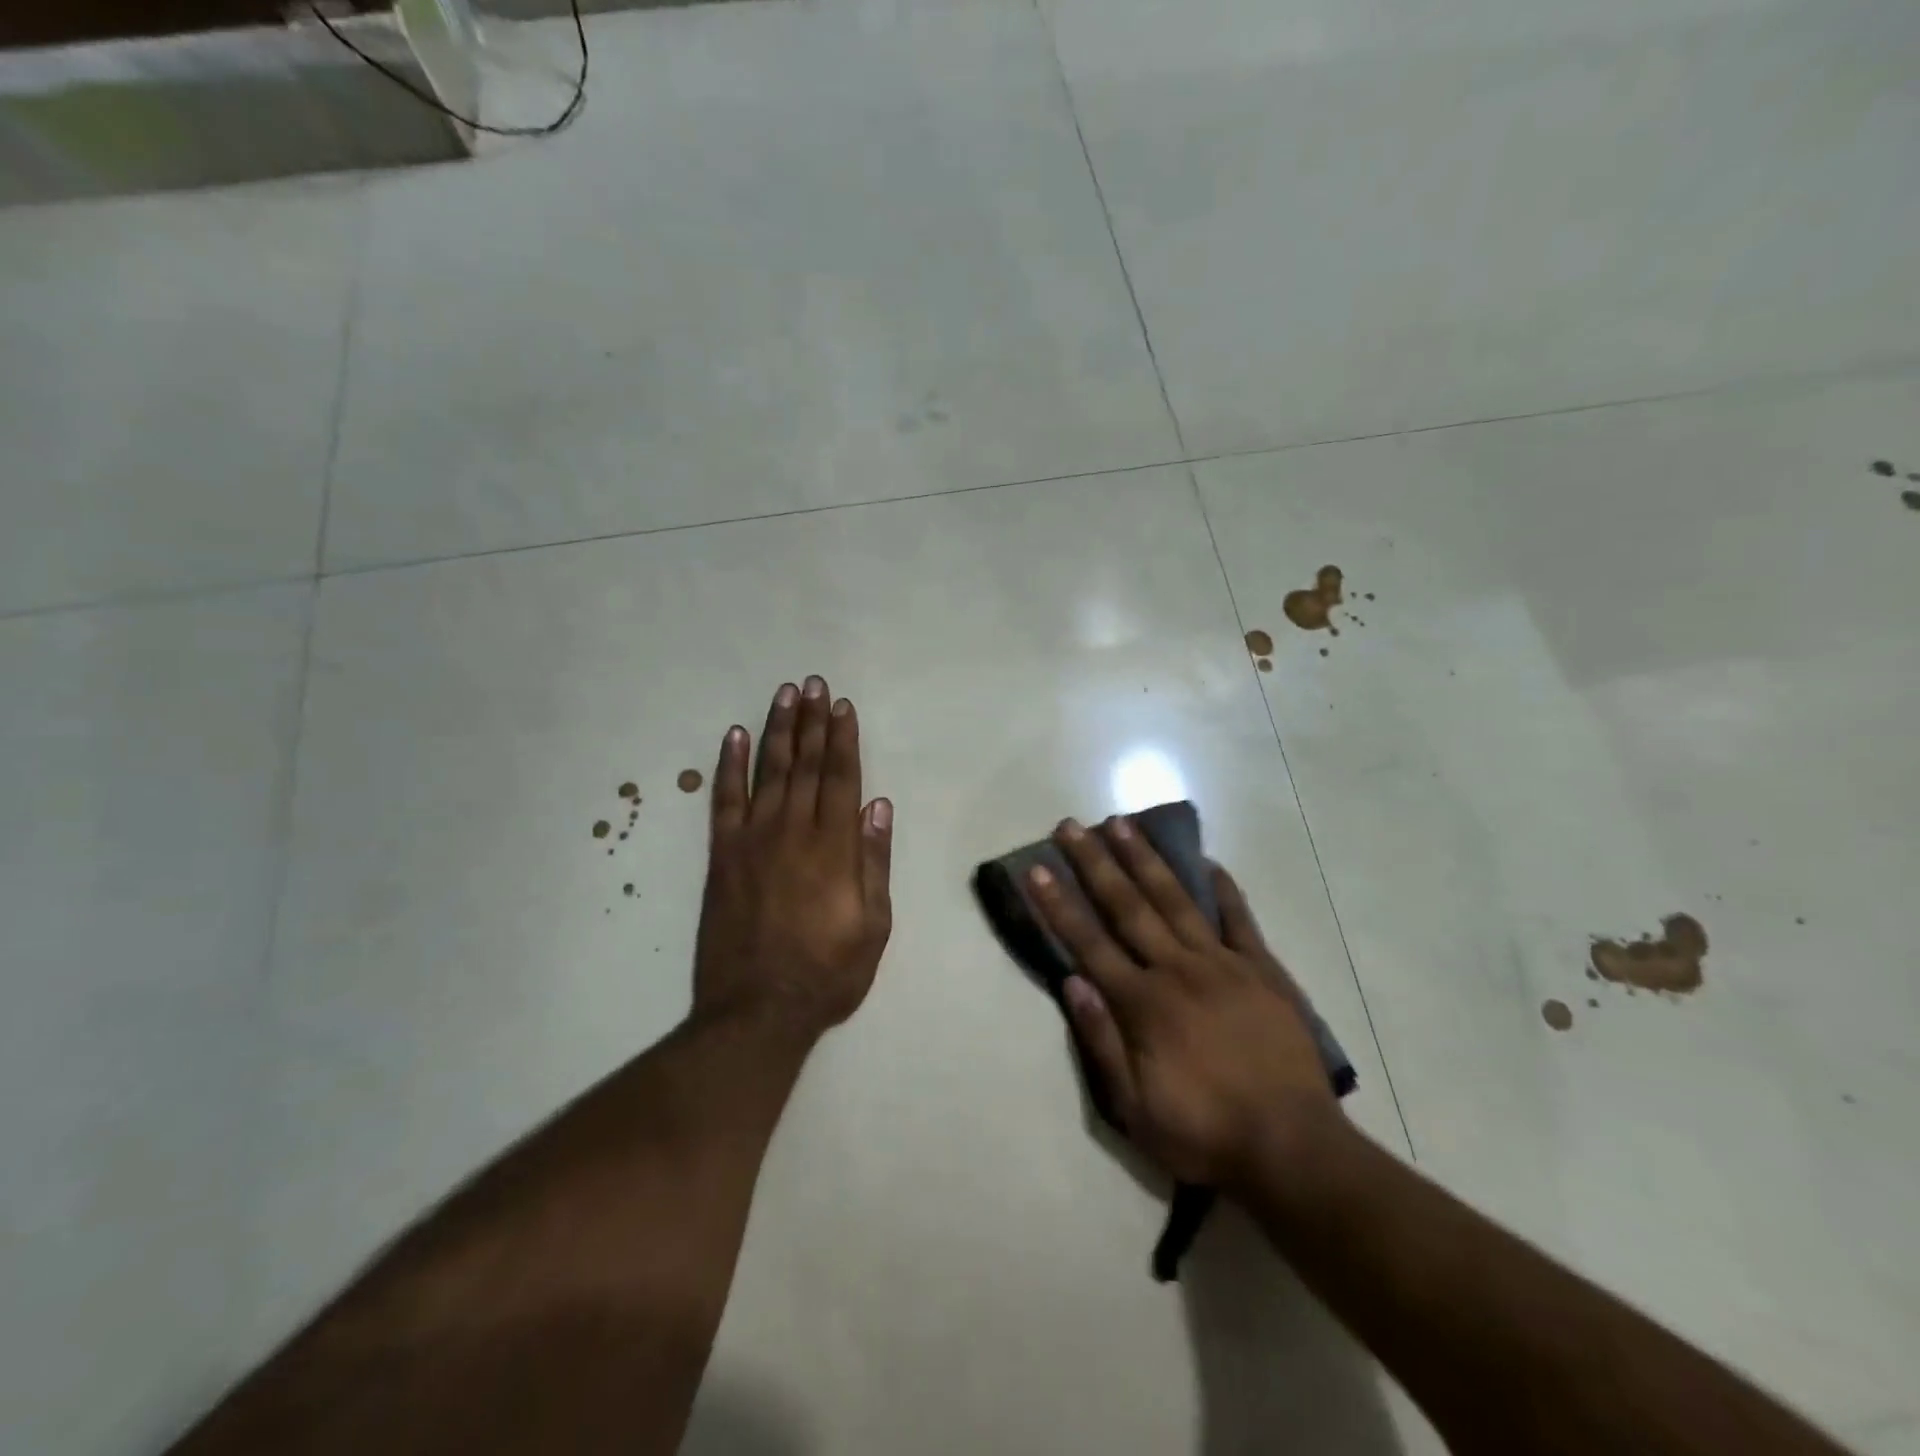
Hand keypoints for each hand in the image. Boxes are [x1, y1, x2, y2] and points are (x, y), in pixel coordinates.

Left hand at [692, 677, 893, 1037]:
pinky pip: (724, 800)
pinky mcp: (722, 856)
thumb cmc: (827, 972)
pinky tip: (733, 736)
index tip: (842, 706)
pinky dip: (728, 765)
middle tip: (813, 683)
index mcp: (834, 848)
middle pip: (806, 764)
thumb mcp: (873, 926)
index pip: (841, 778)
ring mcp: (753, 840)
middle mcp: (794, 831)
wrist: (757, 1011)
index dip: (843, 739)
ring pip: (769, 771)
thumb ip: (874, 862)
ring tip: (784, 694)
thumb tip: (878, 806)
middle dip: (812, 721)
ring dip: (777, 730)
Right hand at [1028, 817, 1341, 1190]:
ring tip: (1122, 823)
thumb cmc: (1205, 1133)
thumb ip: (1102, 1042)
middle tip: (1072, 826)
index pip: (1089, 943)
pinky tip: (1207, 861)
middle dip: (1096, 863)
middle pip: (1128, 907)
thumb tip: (1072, 982)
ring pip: (1176, 900)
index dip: (1059, 905)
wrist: (1293, 1148)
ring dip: (1146, 859)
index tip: (1038, 869)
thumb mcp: (1136, 1110)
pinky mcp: (1262, 970)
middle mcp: (1178, 970)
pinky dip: (1222, 889)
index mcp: (1144, 1004)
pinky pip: (1239, 920)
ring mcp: (1223, 965)